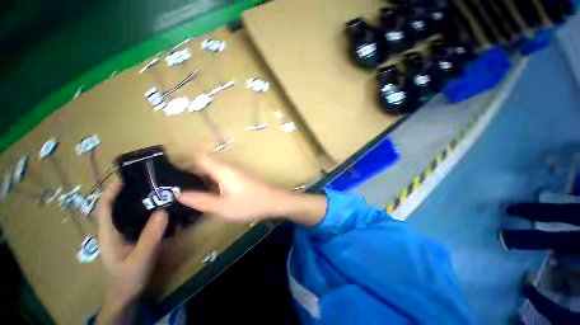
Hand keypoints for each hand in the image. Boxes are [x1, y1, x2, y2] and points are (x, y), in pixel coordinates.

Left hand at [97, 181, 167, 300]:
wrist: (127, 293)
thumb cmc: (129, 277)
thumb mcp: (141, 258)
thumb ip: (151, 236)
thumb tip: (163, 211)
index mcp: (108, 234)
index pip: (103, 207)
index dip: (111, 191)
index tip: (126, 178)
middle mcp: (111, 230)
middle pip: (114, 206)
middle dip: (126, 191)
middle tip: (147, 182)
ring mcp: (120, 233)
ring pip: (125, 212)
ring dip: (137, 200)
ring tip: (155, 191)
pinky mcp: (129, 236)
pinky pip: (135, 219)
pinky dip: (144, 211)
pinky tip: (158, 209)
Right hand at [178, 155, 289, 221]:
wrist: (274, 201)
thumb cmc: (250, 203)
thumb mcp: (223, 207)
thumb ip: (200, 200)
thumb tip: (178, 194)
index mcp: (222, 169)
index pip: (198, 157)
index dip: (184, 163)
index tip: (172, 177)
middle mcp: (228, 166)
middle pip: (205, 164)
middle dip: (191, 174)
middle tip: (178, 190)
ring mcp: (236, 170)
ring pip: (214, 170)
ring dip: (202, 179)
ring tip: (191, 194)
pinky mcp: (241, 176)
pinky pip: (222, 175)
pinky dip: (213, 182)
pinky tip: (211, 195)